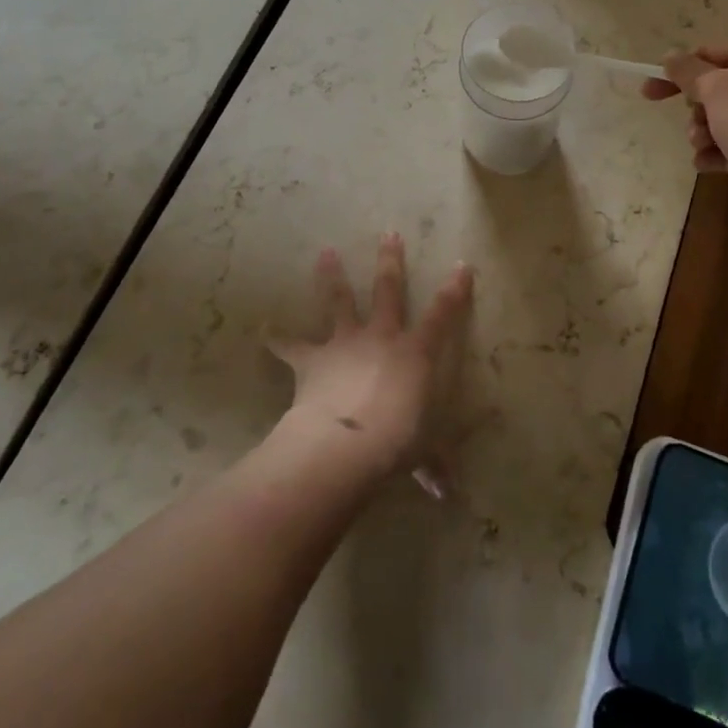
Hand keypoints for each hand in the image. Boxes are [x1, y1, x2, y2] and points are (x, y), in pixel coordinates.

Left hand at [269, 234, 472, 493]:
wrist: (342, 444)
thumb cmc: (394, 443)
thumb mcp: (422, 454)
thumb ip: (433, 466)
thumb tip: (449, 495)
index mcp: (415, 352)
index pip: (443, 314)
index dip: (455, 290)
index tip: (463, 265)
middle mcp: (381, 337)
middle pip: (388, 290)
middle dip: (390, 261)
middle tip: (388, 233)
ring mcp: (344, 344)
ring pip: (339, 301)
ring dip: (331, 277)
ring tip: (325, 252)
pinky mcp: (312, 360)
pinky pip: (291, 346)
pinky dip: (277, 337)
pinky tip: (264, 329)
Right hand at [641, 42, 727, 229]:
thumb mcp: (717, 90)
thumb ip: (689, 72)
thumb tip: (671, 55)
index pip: (709, 54)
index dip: (676, 72)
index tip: (648, 94)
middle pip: (719, 88)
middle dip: (696, 110)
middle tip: (694, 127)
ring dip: (706, 133)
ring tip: (703, 150)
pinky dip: (723, 153)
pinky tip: (709, 166)